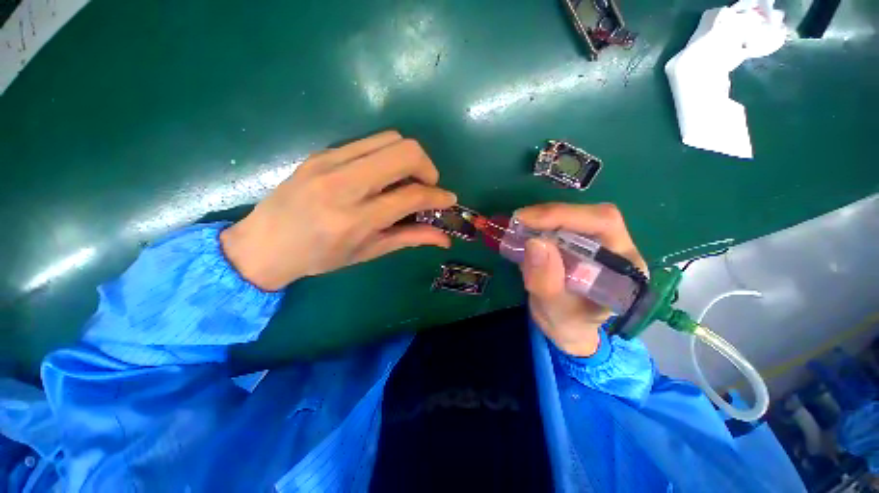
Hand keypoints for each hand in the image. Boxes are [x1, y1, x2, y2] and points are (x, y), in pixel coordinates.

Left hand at [220, 131, 456, 290]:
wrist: (264, 243)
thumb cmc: (319, 257)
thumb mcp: (368, 252)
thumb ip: (409, 239)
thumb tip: (444, 238)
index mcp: (356, 219)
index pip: (411, 195)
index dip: (438, 196)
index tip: (449, 199)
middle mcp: (344, 184)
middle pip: (405, 151)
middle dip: (427, 167)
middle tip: (426, 186)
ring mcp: (330, 162)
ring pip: (390, 139)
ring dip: (409, 157)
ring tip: (406, 179)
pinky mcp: (322, 152)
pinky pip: (369, 142)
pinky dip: (387, 155)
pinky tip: (383, 175)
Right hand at [515, 203, 646, 356]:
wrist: (567, 327)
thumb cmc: (569, 324)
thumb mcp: (556, 312)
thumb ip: (547, 283)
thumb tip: (534, 242)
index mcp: (625, 266)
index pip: (604, 223)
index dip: (565, 215)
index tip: (527, 220)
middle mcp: (616, 247)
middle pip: (588, 214)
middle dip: (550, 215)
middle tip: (518, 221)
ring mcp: (596, 242)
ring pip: (572, 215)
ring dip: (541, 218)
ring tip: (518, 227)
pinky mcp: (577, 241)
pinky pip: (559, 224)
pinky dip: (537, 224)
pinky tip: (522, 232)